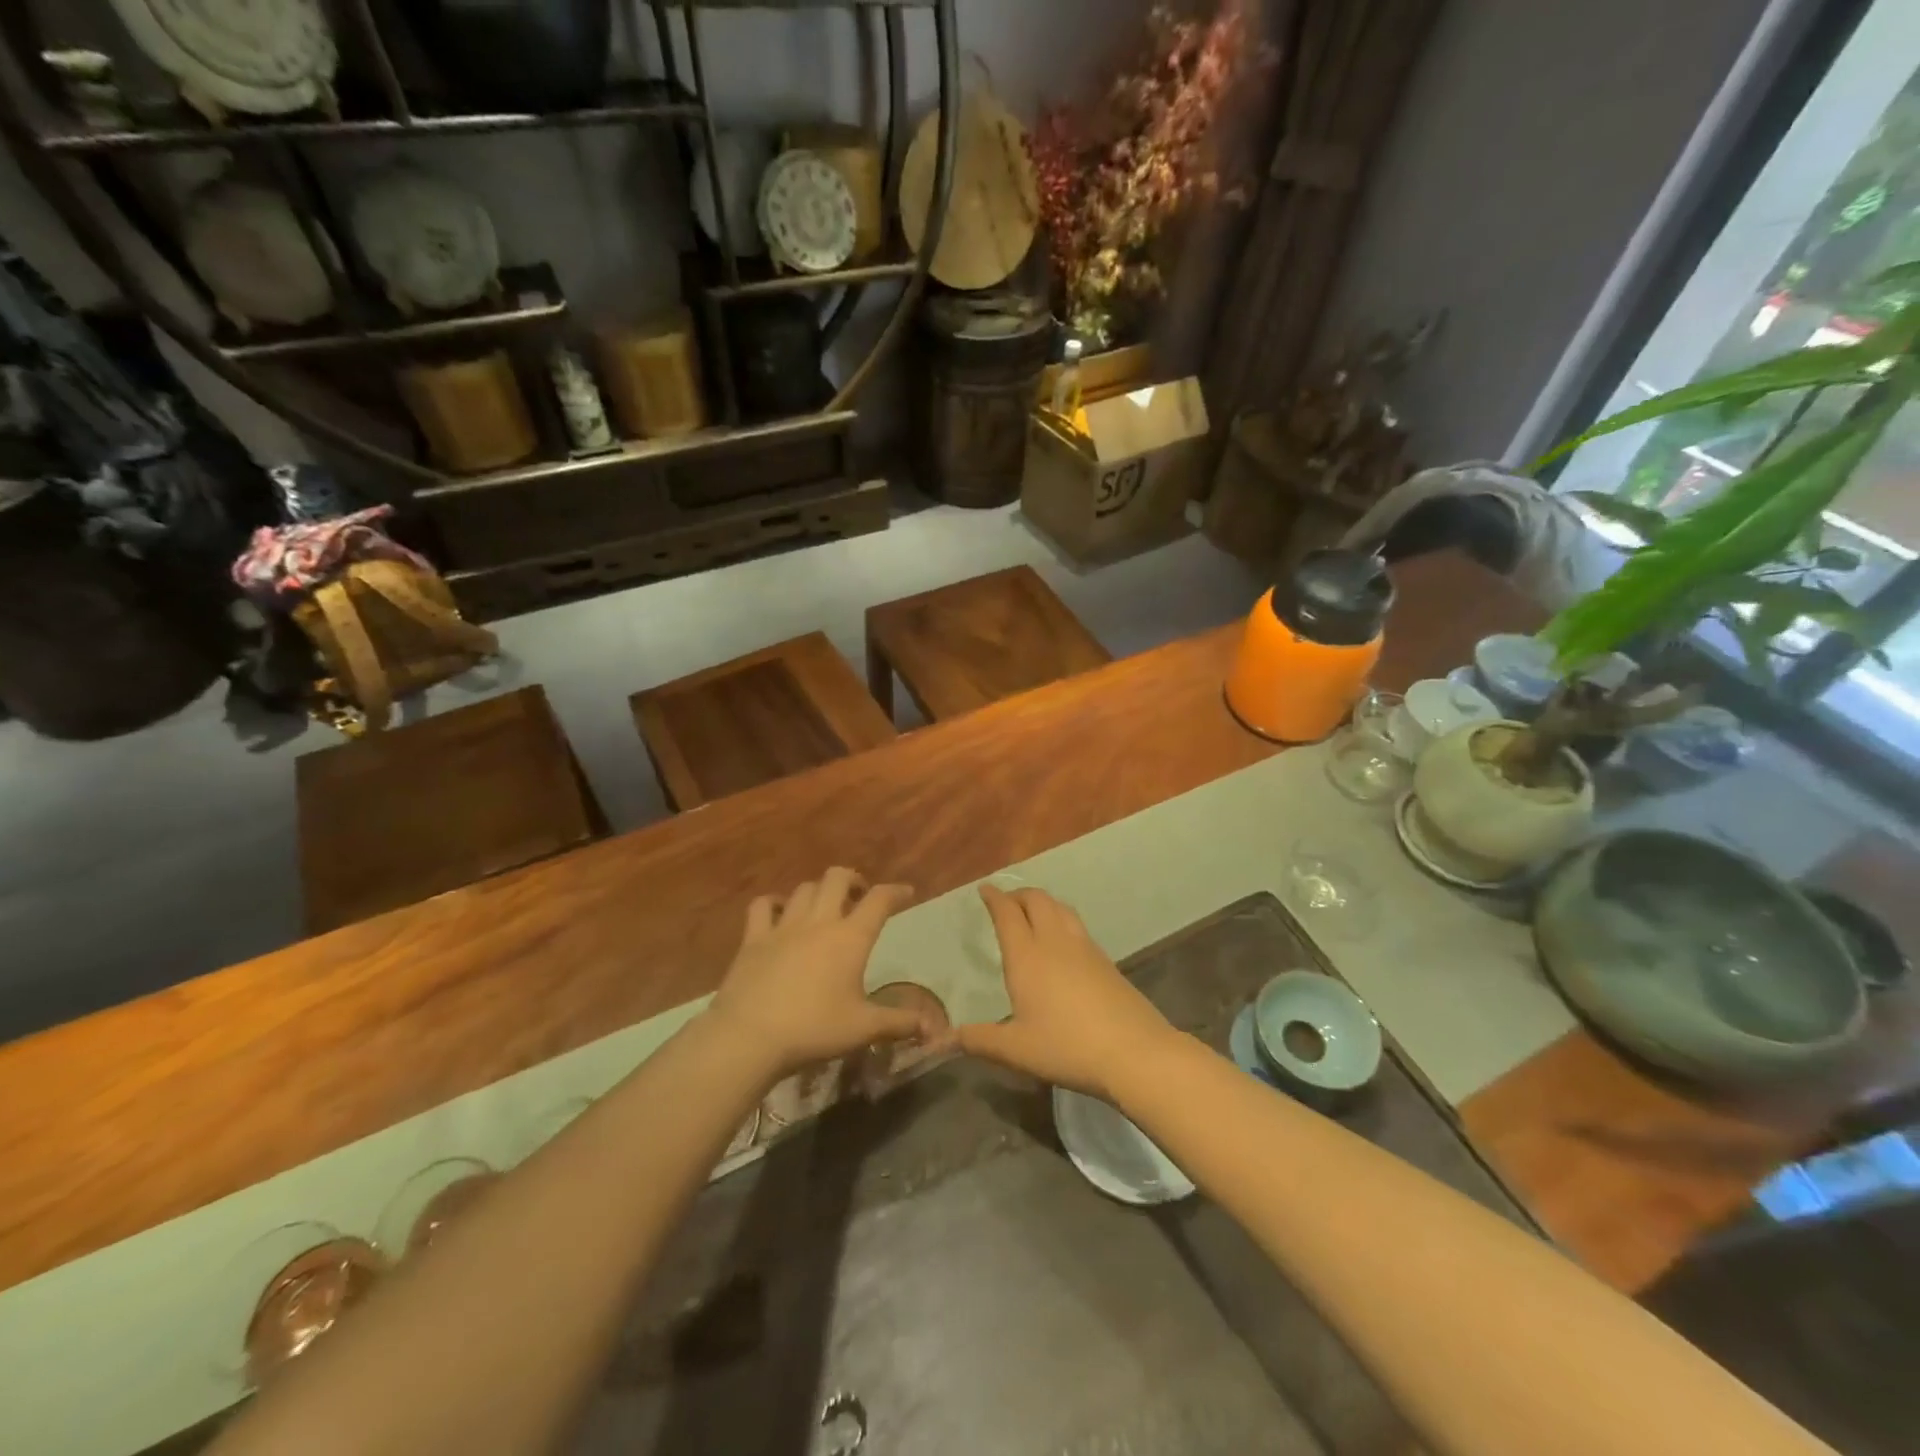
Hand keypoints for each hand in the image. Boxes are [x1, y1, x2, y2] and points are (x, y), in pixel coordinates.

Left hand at [708, 868, 935, 1079]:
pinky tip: (779, 912)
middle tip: (859, 896)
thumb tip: (931, 1028)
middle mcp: (819, 921)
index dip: (896, 892)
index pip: (880, 900)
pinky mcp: (753, 938)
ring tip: (824, 906)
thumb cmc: (813, 1029)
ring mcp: (783, 926)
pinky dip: (773, 903)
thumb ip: (899, 1023)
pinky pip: (762, 905)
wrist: (749, 1036)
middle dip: (853, 880)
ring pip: (804, 888)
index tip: (906, 893)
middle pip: (837, 878)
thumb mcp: (863, 1029)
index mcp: (850, 938)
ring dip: (819, 891)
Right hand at [957, 886, 1172, 1098]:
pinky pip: (1077, 925)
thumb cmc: (1067, 1047)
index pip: (1007, 913)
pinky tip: (1063, 942)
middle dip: (1018, 894)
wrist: (1134, 1051)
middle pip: (1037, 900)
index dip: (995, 898)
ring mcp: (1085, 948)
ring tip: (1033, 913)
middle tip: (1006, 901)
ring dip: (1042, 903)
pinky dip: (1062, 919)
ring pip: (1061, 908)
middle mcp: (1055, 942)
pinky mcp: (1106, 960)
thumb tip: (949, 1038)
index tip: (985, 889)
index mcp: (1027, 956)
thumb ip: (980, 1041)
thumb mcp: (1016, 1050)